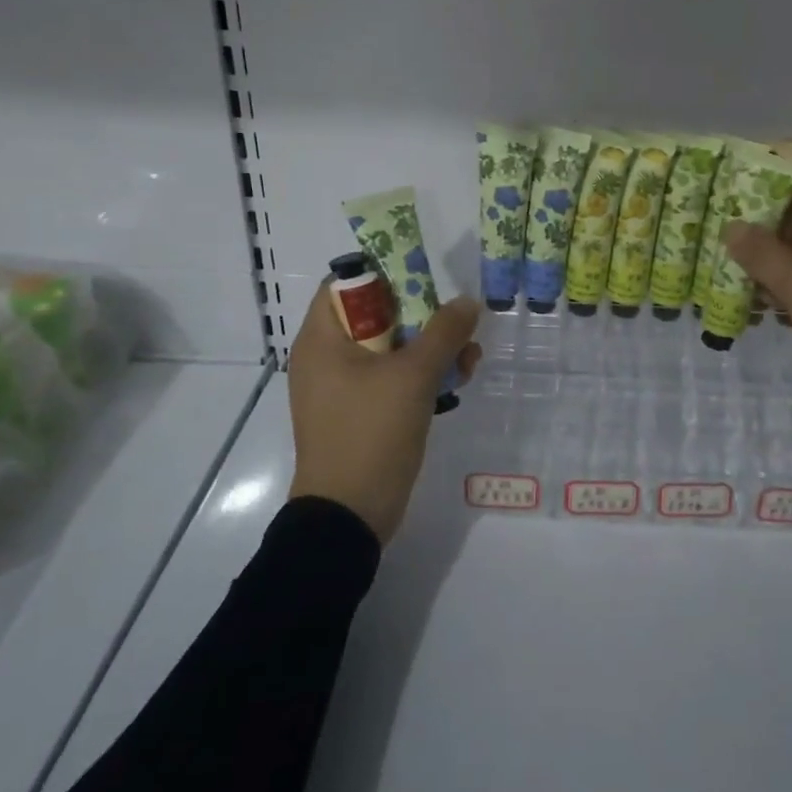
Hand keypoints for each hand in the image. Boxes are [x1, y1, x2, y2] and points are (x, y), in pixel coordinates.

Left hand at [288, 280, 481, 543]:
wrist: (349, 517)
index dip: (386, 274)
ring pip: (390, 349)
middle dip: (423, 316)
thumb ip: (443, 333)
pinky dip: (421, 376)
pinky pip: (391, 379)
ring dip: (431, 348)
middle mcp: (326, 358)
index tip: (425, 279)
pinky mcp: (360, 413)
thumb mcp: (413, 377)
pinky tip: (458, 382)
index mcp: (322, 340)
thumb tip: (467, 301)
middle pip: (376, 316)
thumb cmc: (371, 434)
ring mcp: (342, 388)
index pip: (346, 284)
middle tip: (458, 322)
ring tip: (470, 359)